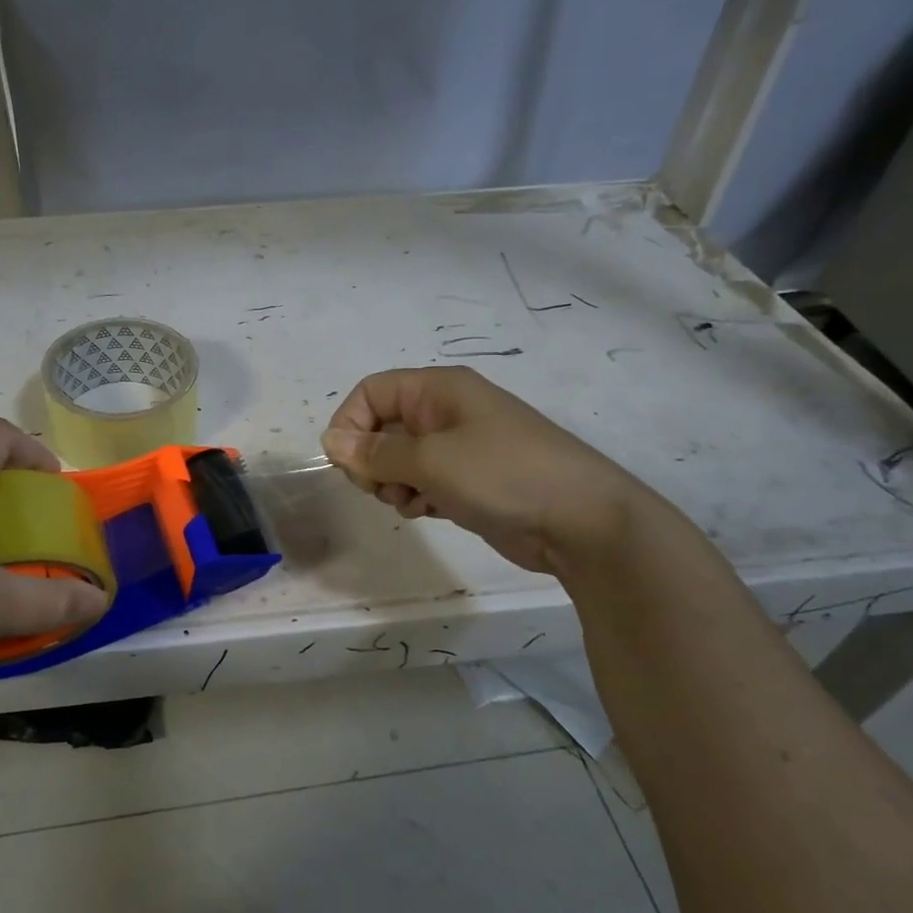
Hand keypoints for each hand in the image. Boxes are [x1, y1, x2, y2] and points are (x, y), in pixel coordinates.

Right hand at [321, 366, 658, 572]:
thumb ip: (375, 453)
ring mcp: (460, 447)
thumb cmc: (503, 475)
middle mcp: (446, 411)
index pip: (371, 392)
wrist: (583, 522)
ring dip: (391, 482)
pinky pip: (422, 480)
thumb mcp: (431, 460)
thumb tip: (329, 442)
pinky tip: (426, 512)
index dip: (350, 423)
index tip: (347, 464)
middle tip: (378, 487)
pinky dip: (415, 495)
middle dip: (371, 459)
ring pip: (399, 458)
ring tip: (409, 501)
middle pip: (381, 425)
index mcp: (438, 390)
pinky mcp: (469, 480)